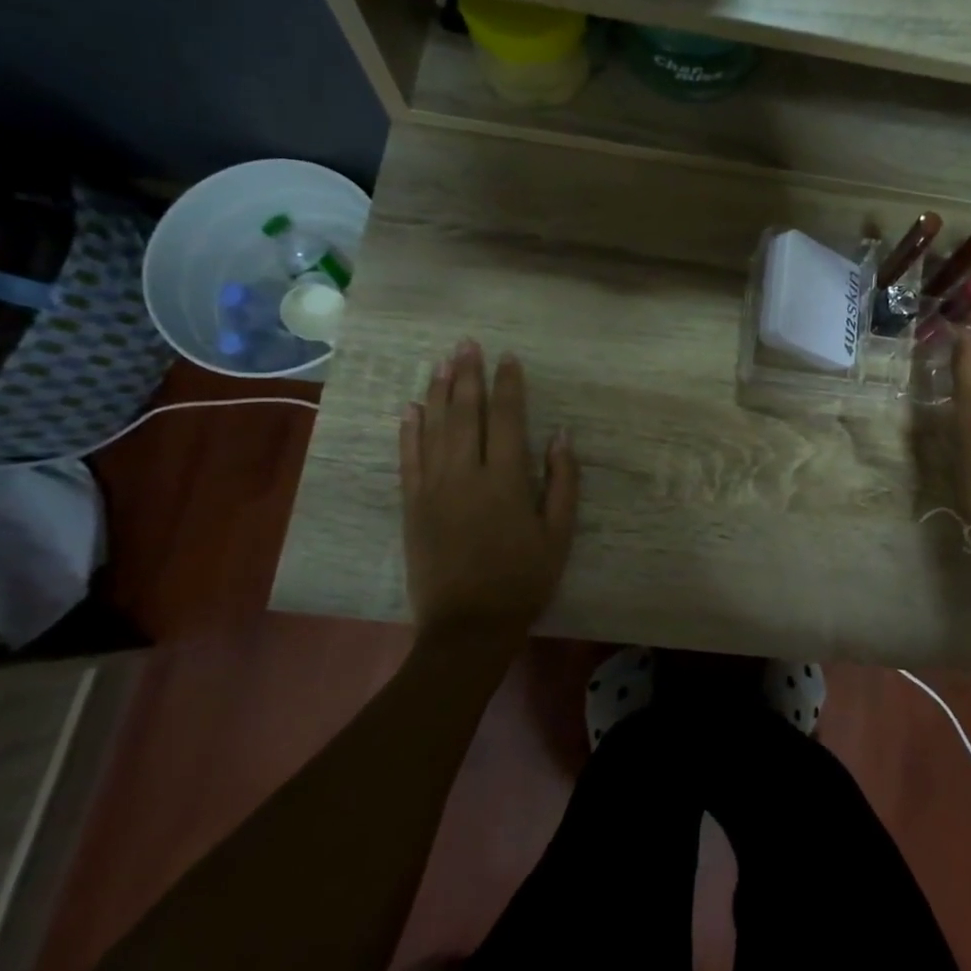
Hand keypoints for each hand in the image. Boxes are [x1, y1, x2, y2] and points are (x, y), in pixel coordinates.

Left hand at [399, 340, 578, 644]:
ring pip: (434, 429)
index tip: (509, 358)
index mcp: (506, 479)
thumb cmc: (524, 579)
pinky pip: (408, 459)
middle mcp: (466, 474)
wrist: (468, 626)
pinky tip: (411, 408)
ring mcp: (433, 488)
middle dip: (468, 375)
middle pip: (465, 414)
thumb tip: (561, 435)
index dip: (508, 385)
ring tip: (442, 363)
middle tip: (467, 344)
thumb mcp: (559, 533)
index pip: (506, 418)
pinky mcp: (412, 506)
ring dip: (439, 392)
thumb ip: (562, 481)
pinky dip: (409, 431)